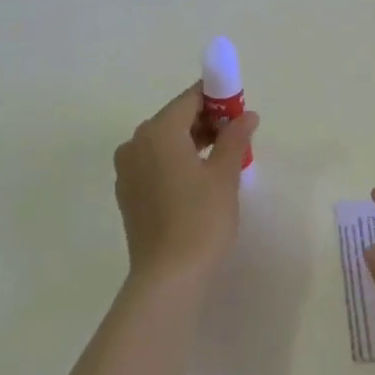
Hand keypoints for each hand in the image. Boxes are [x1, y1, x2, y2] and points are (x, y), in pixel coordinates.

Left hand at [112, 84, 258, 285]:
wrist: (168, 276)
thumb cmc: (201, 218)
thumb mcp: (224, 174)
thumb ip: (235, 138)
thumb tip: (247, 116)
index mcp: (159, 131)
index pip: (190, 99)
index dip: (217, 99)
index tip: (240, 108)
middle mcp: (136, 142)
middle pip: (174, 118)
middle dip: (206, 121)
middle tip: (236, 135)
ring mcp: (127, 169)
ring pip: (163, 142)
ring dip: (191, 141)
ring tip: (222, 157)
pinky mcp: (127, 192)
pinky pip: (154, 163)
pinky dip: (175, 161)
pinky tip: (197, 179)